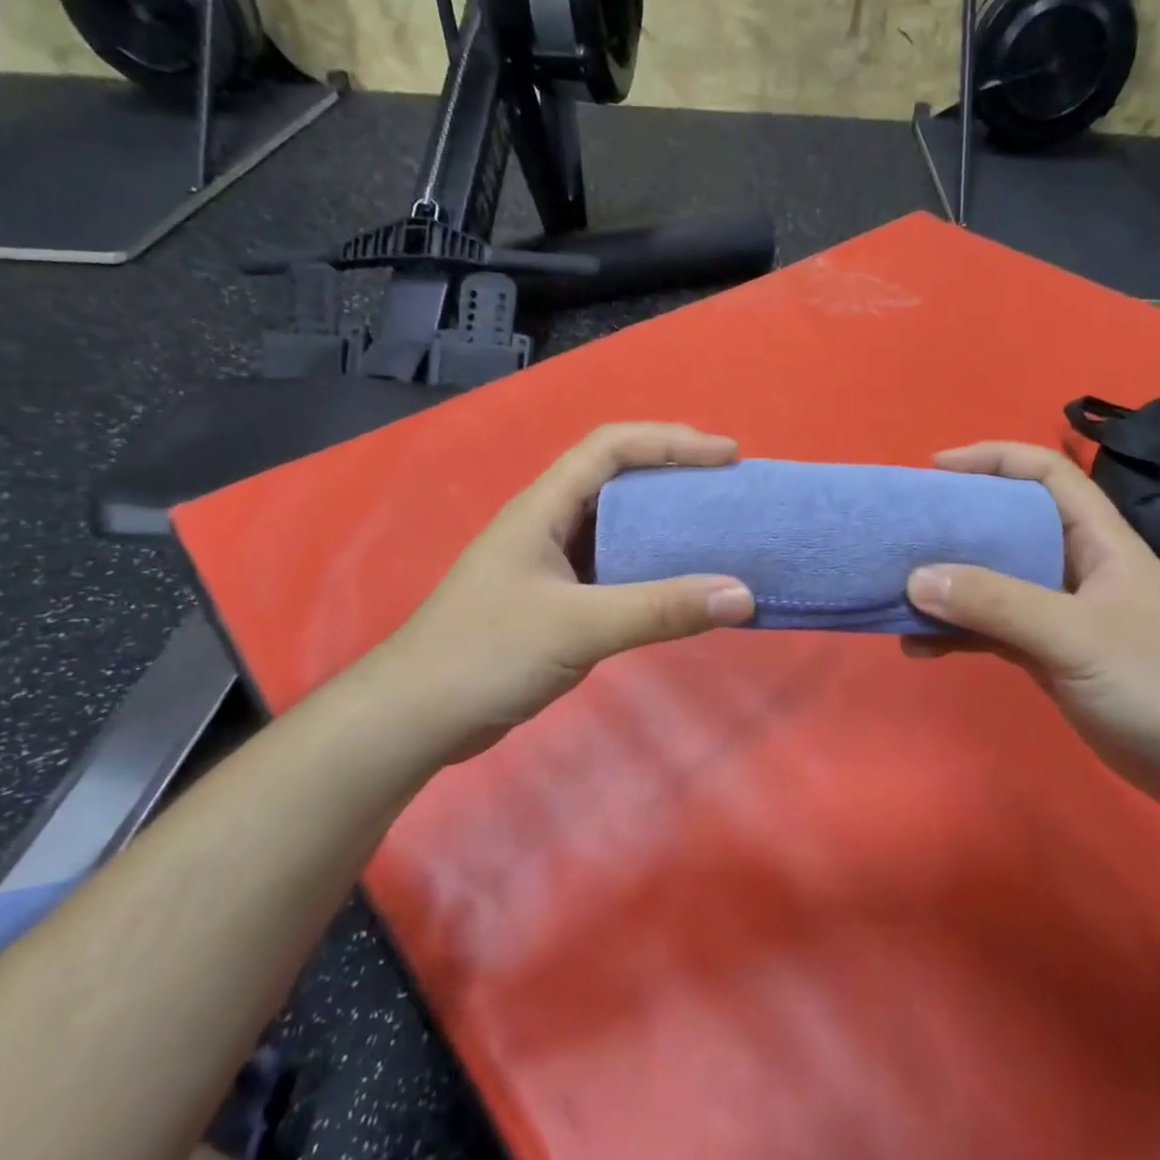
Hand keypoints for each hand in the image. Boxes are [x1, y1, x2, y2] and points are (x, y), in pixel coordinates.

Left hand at [379, 423, 755, 756]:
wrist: (416, 718)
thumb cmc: (486, 654)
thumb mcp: (579, 626)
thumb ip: (661, 609)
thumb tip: (743, 595)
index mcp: (545, 507)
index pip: (612, 447)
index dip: (672, 441)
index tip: (727, 455)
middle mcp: (550, 524)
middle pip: (619, 478)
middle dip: (675, 475)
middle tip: (728, 490)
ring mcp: (552, 564)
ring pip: (620, 526)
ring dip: (667, 523)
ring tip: (717, 532)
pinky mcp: (558, 602)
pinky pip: (617, 570)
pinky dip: (653, 569)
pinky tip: (682, 587)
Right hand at [905, 441, 1159, 811]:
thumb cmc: (1158, 683)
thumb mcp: (1075, 635)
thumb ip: (996, 604)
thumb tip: (916, 578)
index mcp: (1097, 538)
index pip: (1045, 472)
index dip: (992, 458)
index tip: (934, 468)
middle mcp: (1076, 564)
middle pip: (1008, 524)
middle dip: (955, 524)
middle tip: (904, 532)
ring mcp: (1061, 611)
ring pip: (993, 580)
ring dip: (948, 585)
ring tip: (898, 594)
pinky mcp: (1049, 653)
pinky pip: (991, 628)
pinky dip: (956, 632)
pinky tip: (920, 647)